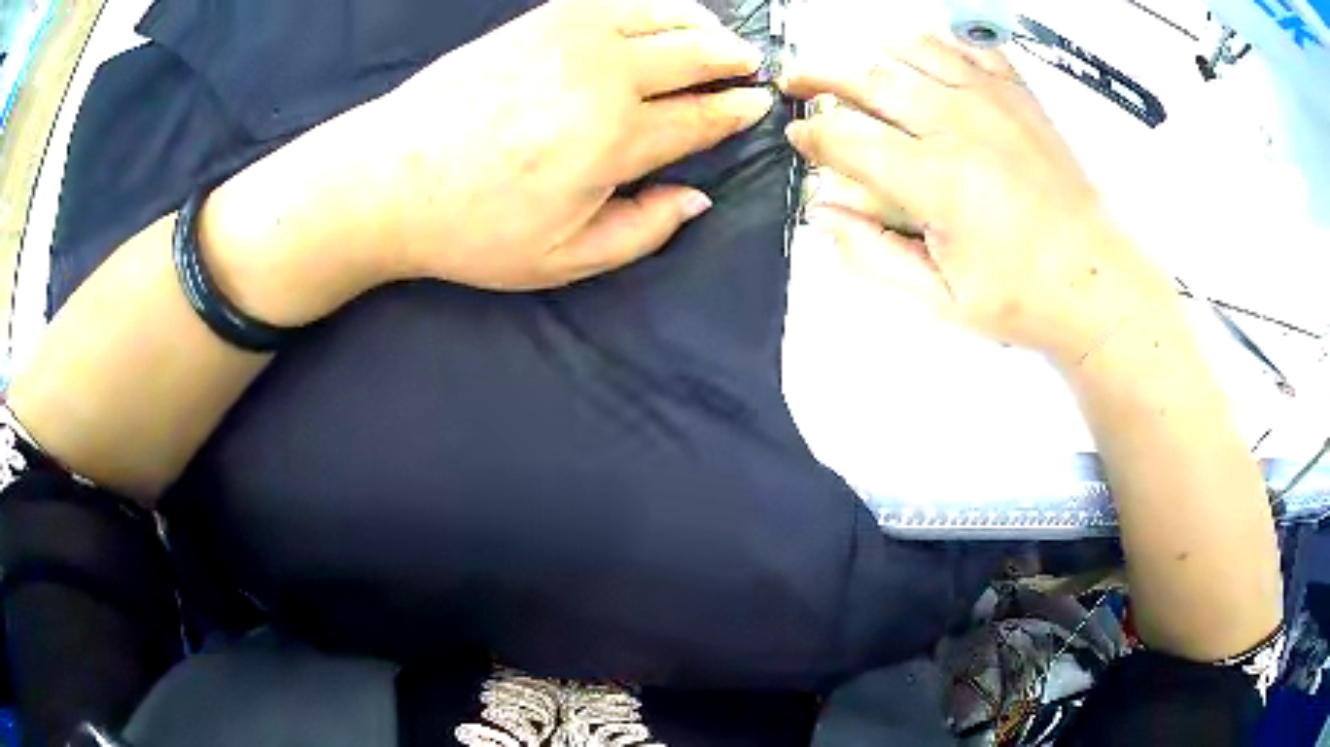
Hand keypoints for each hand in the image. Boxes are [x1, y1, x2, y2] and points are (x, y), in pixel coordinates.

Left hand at [355, 0, 773, 290]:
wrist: (388, 179)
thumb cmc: (471, 227)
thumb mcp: (562, 258)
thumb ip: (642, 231)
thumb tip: (697, 197)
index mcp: (615, 140)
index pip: (702, 116)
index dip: (736, 109)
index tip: (756, 103)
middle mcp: (604, 77)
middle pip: (695, 53)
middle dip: (732, 58)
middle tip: (747, 64)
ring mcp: (570, 38)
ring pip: (662, 15)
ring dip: (699, 23)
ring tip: (713, 35)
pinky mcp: (539, 20)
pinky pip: (614, 0)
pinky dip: (650, 4)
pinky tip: (658, 15)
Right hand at [780, 36, 1175, 363]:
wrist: (1095, 280)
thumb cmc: (1027, 296)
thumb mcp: (940, 299)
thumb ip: (872, 255)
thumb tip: (825, 217)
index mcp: (935, 180)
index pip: (844, 137)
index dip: (810, 136)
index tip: (800, 140)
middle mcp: (959, 126)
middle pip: (865, 77)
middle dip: (818, 77)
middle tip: (799, 83)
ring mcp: (992, 102)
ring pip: (909, 48)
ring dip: (870, 53)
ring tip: (854, 66)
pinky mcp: (1018, 96)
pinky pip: (967, 45)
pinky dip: (935, 41)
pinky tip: (922, 54)